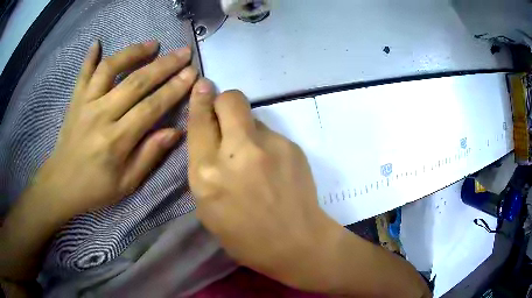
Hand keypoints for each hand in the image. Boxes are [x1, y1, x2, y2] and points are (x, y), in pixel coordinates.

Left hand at [35, 40, 197, 217]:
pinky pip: (82, 74)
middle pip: (135, 82)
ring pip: (110, 69)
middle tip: (183, 52)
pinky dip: (89, 57)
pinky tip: (97, 42)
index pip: (151, 107)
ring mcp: (85, 104)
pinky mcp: (75, 100)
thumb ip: (149, 155)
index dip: (173, 89)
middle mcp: (101, 115)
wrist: (61, 185)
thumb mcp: (127, 183)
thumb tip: (175, 131)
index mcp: (116, 141)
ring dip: (133, 52)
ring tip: (152, 44)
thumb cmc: (95, 188)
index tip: (191, 73)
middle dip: (163, 65)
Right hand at [187, 80, 338, 290]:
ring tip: (254, 157)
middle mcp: (236, 152)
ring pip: (252, 116)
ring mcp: (269, 146)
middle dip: (224, 100)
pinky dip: (265, 143)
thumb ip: (205, 169)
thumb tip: (211, 139)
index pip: (199, 122)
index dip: (199, 101)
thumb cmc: (245, 238)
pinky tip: (272, 167)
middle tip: (225, 114)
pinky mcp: (292, 146)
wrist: (297, 243)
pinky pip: (270, 133)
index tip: (202, 86)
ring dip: (246, 128)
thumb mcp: (208, 208)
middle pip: (230, 100)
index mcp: (207, 174)